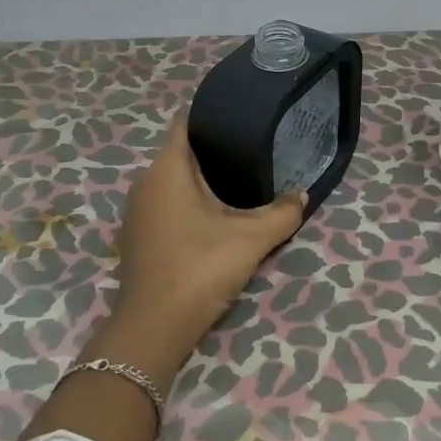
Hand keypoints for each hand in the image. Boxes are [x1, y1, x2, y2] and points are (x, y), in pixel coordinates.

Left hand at [105, 113, 304, 374]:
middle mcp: (145, 182)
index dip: (210, 112)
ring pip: (171, 179)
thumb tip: (303, 194)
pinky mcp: (137, 235)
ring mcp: (137, 211)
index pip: (184, 122)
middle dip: (212, 147)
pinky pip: (164, 202)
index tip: (240, 114)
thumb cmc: (200, 268)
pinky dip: (186, 200)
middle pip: (180, 151)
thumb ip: (282, 212)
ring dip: (199, 177)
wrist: (154, 328)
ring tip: (237, 178)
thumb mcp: (251, 238)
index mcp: (167, 169)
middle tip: (250, 147)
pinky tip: (213, 214)